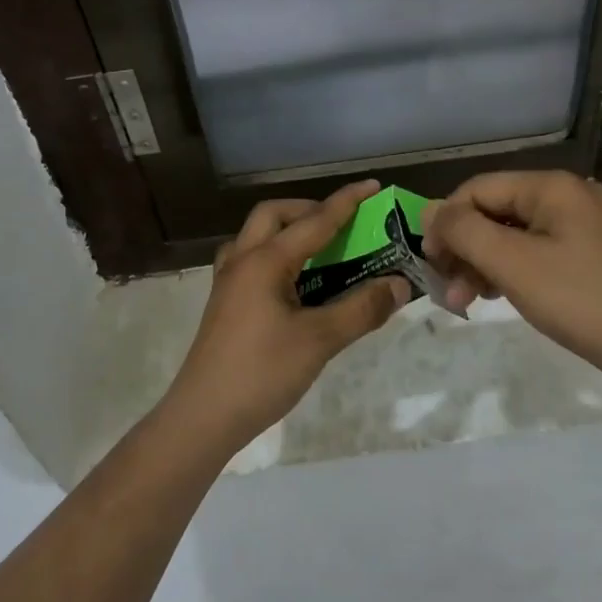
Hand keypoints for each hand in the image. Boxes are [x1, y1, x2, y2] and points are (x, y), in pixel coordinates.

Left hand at [164, 180, 410, 456]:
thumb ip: (361, 309)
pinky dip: (275, 256)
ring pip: (256, 236)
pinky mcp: (224, 303)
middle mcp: (242, 260)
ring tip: (319, 249)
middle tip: (340, 224)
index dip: (346, 202)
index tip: (373, 185)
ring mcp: (228, 282)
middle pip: (273, 215)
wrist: (203, 415)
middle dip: (309, 210)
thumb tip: (398, 284)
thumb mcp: (319, 341)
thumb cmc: (262, 372)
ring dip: (288, 231)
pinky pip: (250, 260)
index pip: (314, 221)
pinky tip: (292, 282)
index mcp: (265, 261)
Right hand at [422, 171, 601, 373]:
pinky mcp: (590, 251)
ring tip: (467, 299)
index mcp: (553, 186)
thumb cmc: (576, 299)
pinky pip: (536, 248)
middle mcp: (570, 195)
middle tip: (446, 287)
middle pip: (496, 210)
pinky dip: (510, 268)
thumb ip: (463, 230)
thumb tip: (430, 210)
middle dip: (465, 247)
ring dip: (483, 262)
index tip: (430, 260)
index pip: (479, 188)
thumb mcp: (510, 263)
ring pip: (514, 232)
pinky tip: (496, 294)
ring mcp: (584, 223)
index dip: (447, 221)